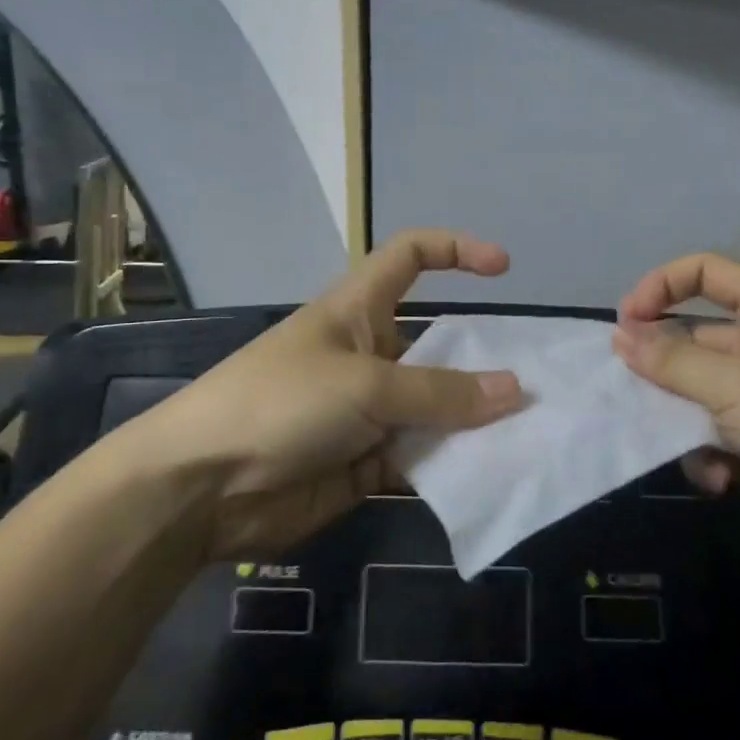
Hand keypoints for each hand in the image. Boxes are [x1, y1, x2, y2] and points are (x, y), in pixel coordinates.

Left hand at [123, 229, 524, 557]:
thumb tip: (515, 390)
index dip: (456, 250)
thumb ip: (442, 393)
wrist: (202, 489)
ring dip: (473, 421)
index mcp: (358, 310)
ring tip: (528, 434)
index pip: (410, 256)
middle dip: (482, 360)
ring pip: (435, 408)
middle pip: (437, 344)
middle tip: (537, 384)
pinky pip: (420, 456)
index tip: (503, 268)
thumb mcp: (367, 386)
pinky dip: (450, 464)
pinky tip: (488, 474)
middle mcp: (368, 354)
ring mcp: (367, 411)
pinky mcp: (364, 462)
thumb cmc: (281, 404)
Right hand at [614, 252, 739, 570]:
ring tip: (671, 439)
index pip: (706, 272)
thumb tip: (620, 335)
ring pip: (692, 393)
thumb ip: (671, 359)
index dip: (661, 285)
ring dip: (677, 418)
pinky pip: (708, 436)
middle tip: (627, 390)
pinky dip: (704, 455)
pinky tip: (716, 476)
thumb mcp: (736, 383)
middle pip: (691, 339)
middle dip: (659, 366)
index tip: (626, 320)